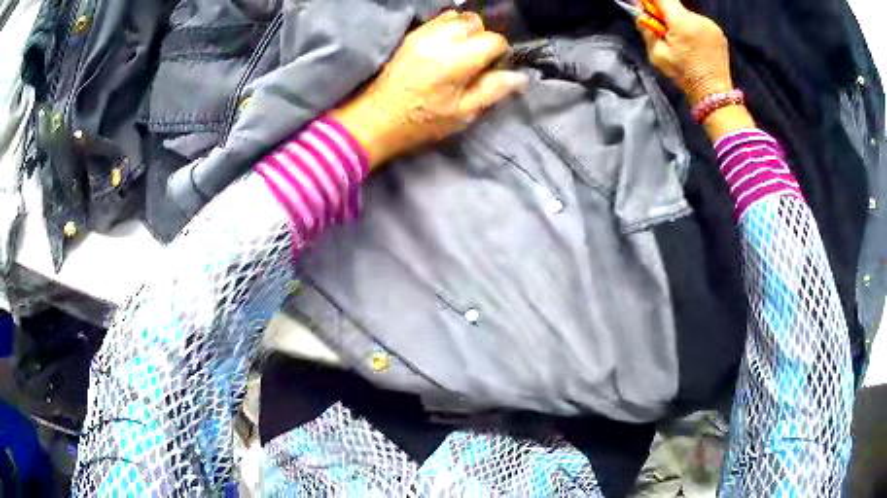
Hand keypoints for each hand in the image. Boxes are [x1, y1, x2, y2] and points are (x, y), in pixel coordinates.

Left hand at [331, 10, 528, 169]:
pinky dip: (447, 28)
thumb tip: (519, 77)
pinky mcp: (409, 35)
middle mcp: (439, 39)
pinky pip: (436, 20)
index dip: (499, 53)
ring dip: (464, 29)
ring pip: (455, 16)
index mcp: (456, 61)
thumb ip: (492, 90)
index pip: (492, 40)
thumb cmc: (421, 122)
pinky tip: (445, 47)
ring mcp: (421, 34)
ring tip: (461, 51)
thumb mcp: (463, 114)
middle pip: (474, 21)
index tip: (493, 67)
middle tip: (477, 58)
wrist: (376, 118)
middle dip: (482, 36)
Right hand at [638, 0, 732, 106]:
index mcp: (682, 21)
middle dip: (665, 14)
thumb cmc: (684, 76)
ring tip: (681, 43)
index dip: (651, 1)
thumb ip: (647, 28)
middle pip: (675, 6)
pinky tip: (694, 46)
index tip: (645, 7)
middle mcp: (698, 18)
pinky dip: (693, 30)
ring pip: (687, 15)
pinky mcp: (719, 32)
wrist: (714, 95)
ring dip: (680, 23)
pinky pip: (699, 24)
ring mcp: (711, 25)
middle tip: (662, 30)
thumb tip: (640, 9)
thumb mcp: (657, 54)